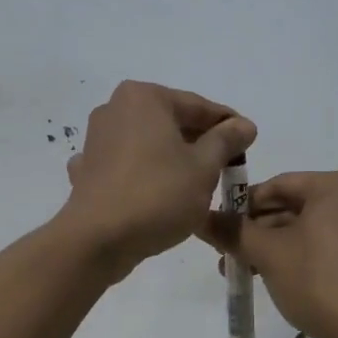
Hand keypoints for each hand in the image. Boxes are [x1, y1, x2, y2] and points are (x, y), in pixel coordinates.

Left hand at [59, 81, 256, 279]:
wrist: (97, 240)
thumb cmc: (157, 195)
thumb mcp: (204, 167)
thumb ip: (226, 141)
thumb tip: (244, 125)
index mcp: (144, 98)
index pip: (198, 106)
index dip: (228, 125)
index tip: (249, 142)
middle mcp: (114, 108)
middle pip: (171, 122)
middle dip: (199, 142)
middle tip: (227, 166)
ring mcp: (96, 139)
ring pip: (148, 143)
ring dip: (172, 158)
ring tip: (197, 183)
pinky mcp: (88, 170)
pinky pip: (126, 165)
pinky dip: (143, 174)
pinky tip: (154, 191)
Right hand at [203, 170, 337, 337]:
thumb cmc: (320, 282)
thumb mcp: (269, 254)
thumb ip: (232, 231)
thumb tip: (199, 218)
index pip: (278, 184)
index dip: (242, 205)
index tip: (217, 228)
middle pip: (292, 207)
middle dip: (256, 232)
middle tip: (225, 255)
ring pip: (306, 230)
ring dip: (272, 248)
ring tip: (241, 272)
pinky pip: (324, 247)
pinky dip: (297, 258)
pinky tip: (272, 278)